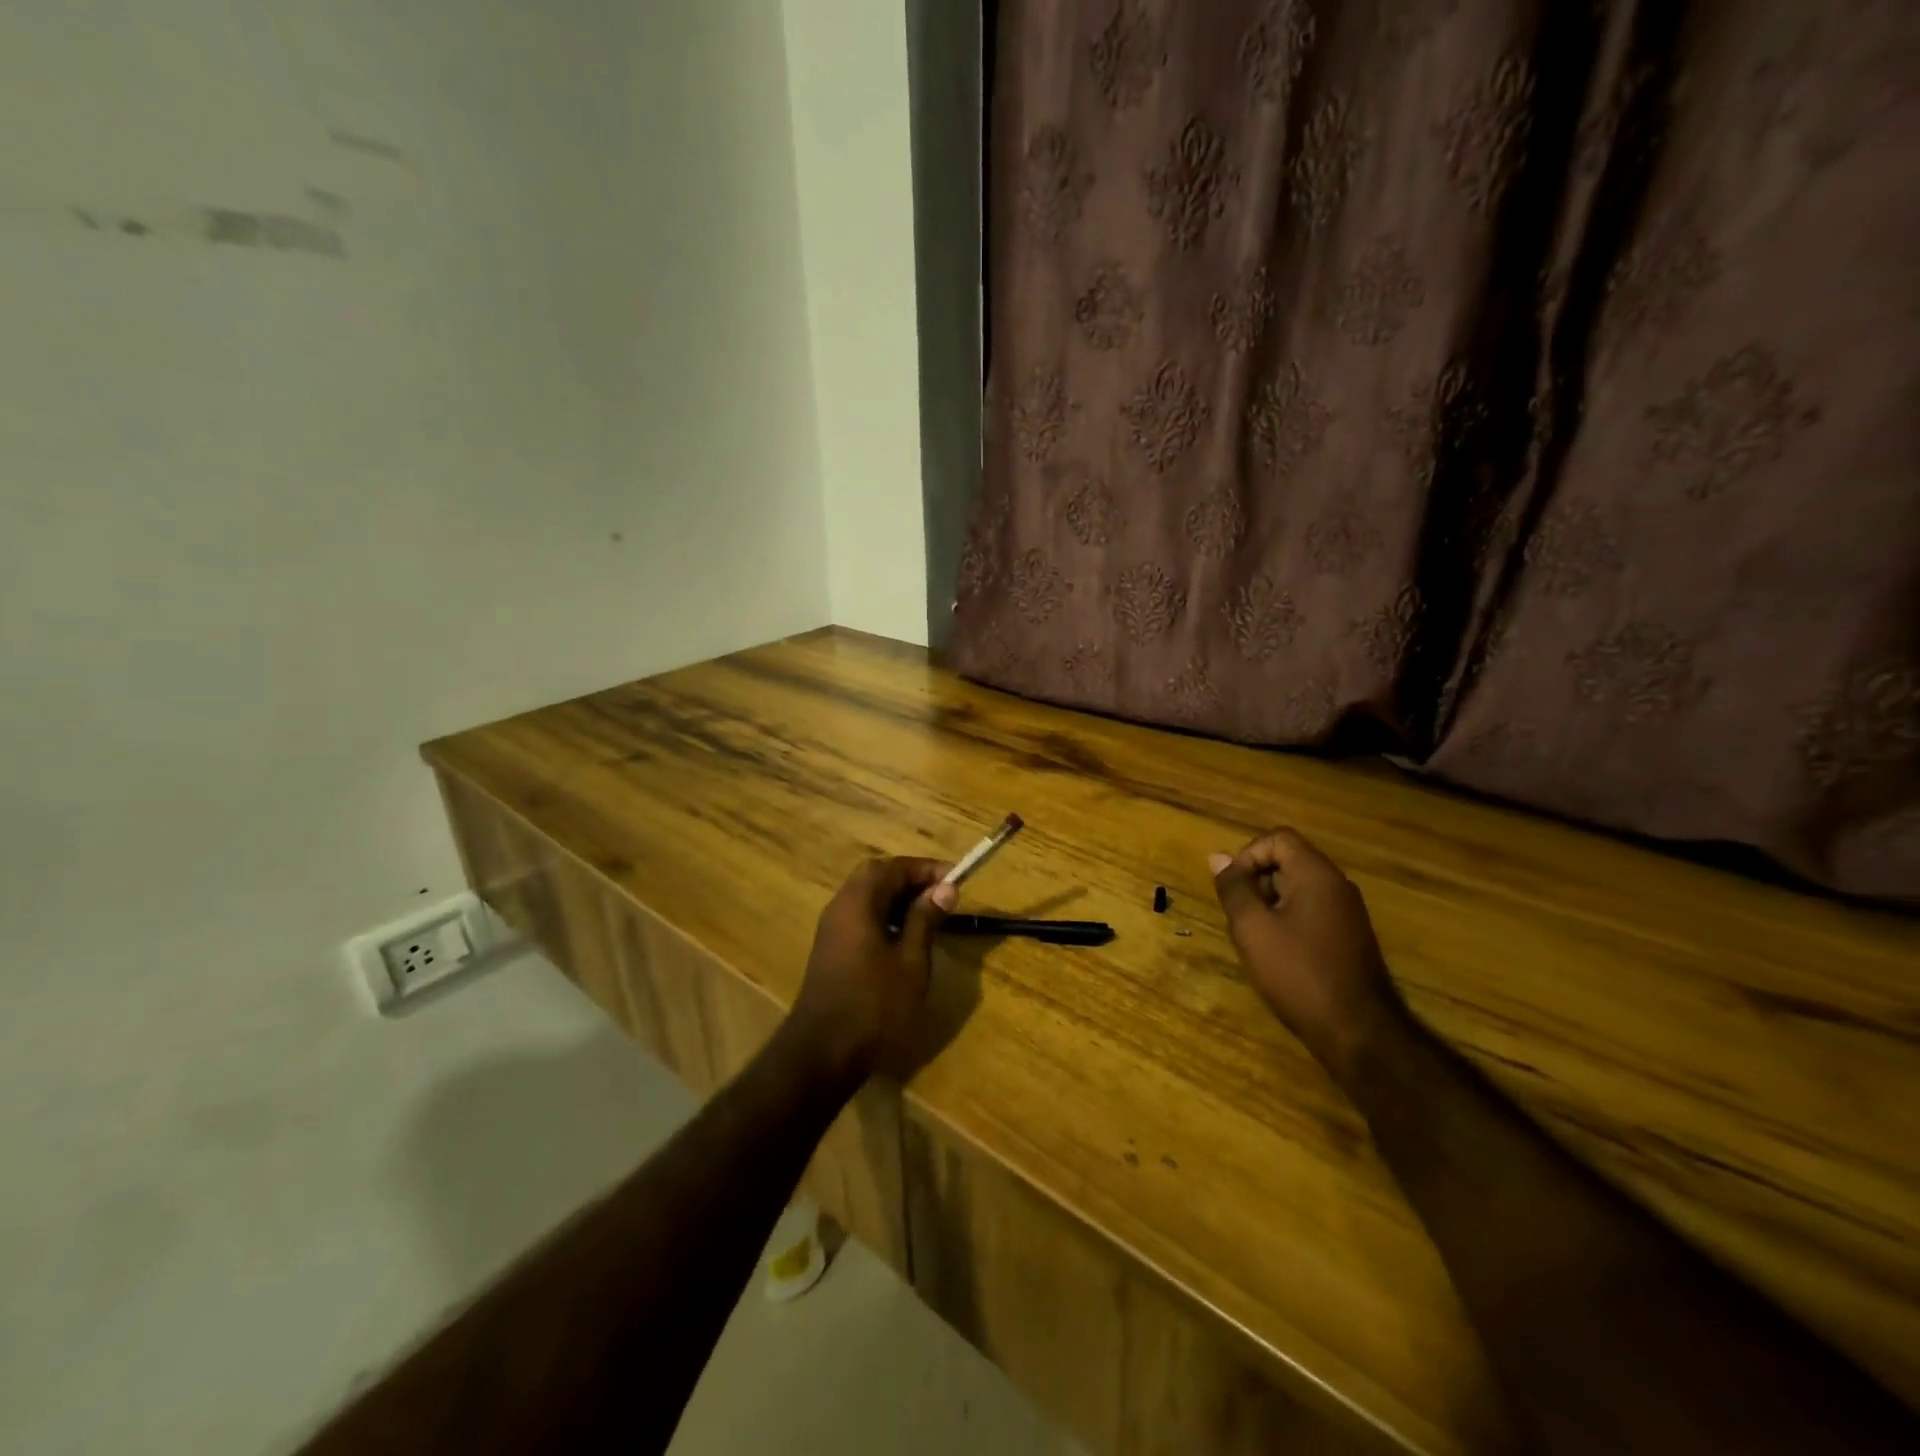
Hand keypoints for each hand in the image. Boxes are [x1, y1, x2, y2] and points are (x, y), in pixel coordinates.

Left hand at [786, 857, 956, 1085]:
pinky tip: (905, 940)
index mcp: (858, 902)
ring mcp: (832, 930)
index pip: (893, 867)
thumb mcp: (911, 961)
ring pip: (867, 898)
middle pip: (876, 877)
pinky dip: (885, 917)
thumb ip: (926, 919)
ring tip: (930, 916)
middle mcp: (840, 907)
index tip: (955, 879)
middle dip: (911, 880)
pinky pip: (861, 918)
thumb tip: (945, 887)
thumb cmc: (874, 1005)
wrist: (823, 1053)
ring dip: (898, 899)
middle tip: (941, 894)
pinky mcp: (831, 951)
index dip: (926, 869)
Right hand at [1209, 828, 1404, 1080]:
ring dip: (1269, 904)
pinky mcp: (1348, 937)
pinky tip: (1276, 954)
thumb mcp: (1253, 928)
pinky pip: (1311, 911)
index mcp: (1317, 875)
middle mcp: (1337, 886)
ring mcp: (1347, 913)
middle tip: (1239, 917)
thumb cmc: (1299, 973)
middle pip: (1289, 861)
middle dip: (1256, 881)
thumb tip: (1218, 857)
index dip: (1248, 855)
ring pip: (1297, 888)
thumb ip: (1234, 888)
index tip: (1233, 888)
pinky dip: (1287, 921)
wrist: (1358, 1032)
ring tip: (1254, 938)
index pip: (1278, 839)